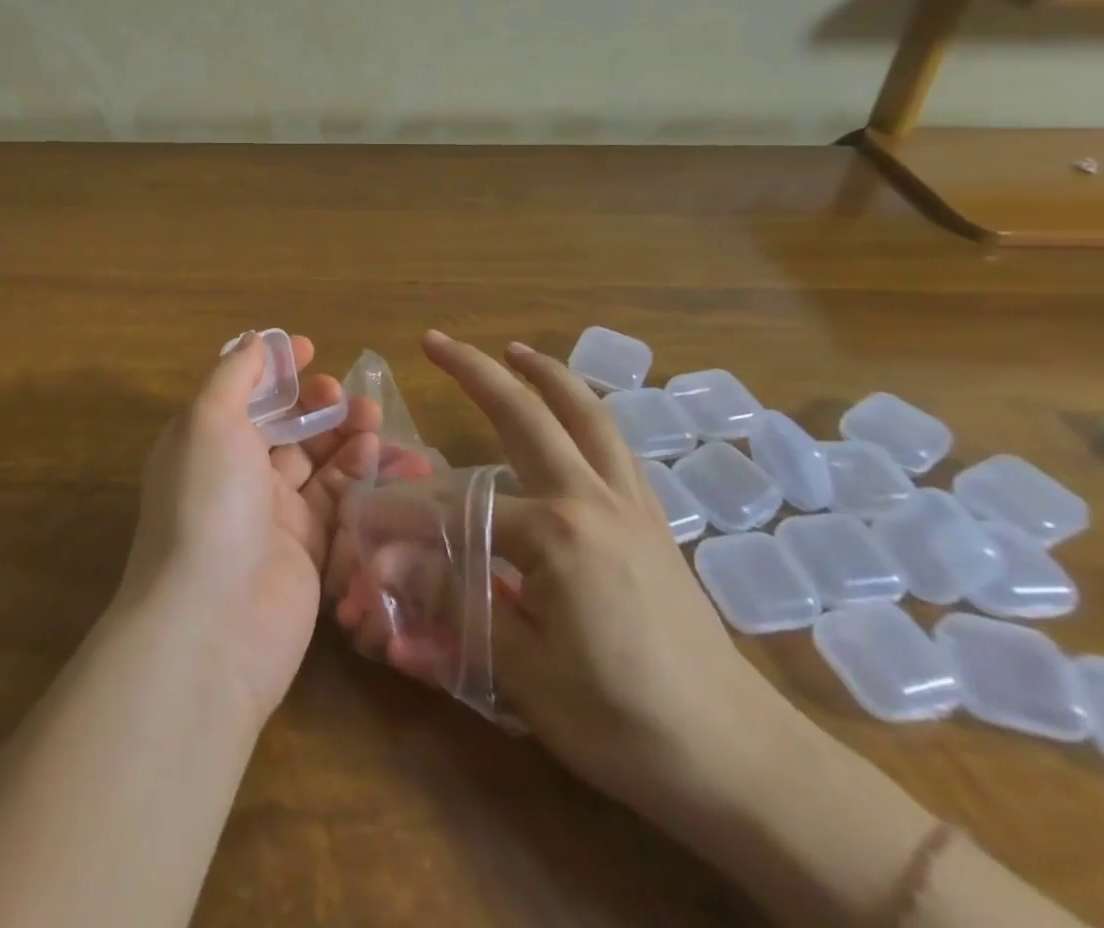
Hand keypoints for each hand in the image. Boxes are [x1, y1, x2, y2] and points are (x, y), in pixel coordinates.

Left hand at [117, 333, 382, 719]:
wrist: (215, 621)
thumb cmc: (208, 502)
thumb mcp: (209, 420)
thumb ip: (233, 375)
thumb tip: (254, 340)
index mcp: (204, 442)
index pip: (243, 394)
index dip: (275, 370)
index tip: (310, 350)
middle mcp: (235, 475)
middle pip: (283, 426)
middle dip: (315, 402)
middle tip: (344, 392)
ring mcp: (271, 514)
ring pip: (315, 461)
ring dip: (343, 433)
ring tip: (373, 415)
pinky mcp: (307, 550)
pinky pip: (336, 500)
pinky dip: (356, 473)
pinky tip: (376, 451)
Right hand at [420, 331, 810, 820]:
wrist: (740, 763)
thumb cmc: (625, 723)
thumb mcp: (524, 672)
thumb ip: (453, 603)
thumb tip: (386, 565)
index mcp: (556, 531)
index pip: (458, 504)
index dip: (405, 511)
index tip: (363, 516)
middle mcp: (592, 497)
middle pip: (528, 414)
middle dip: (477, 370)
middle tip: (435, 341)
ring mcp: (630, 503)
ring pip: (587, 415)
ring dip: (546, 375)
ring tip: (516, 351)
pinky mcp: (653, 522)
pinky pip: (615, 447)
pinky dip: (586, 414)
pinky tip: (572, 418)